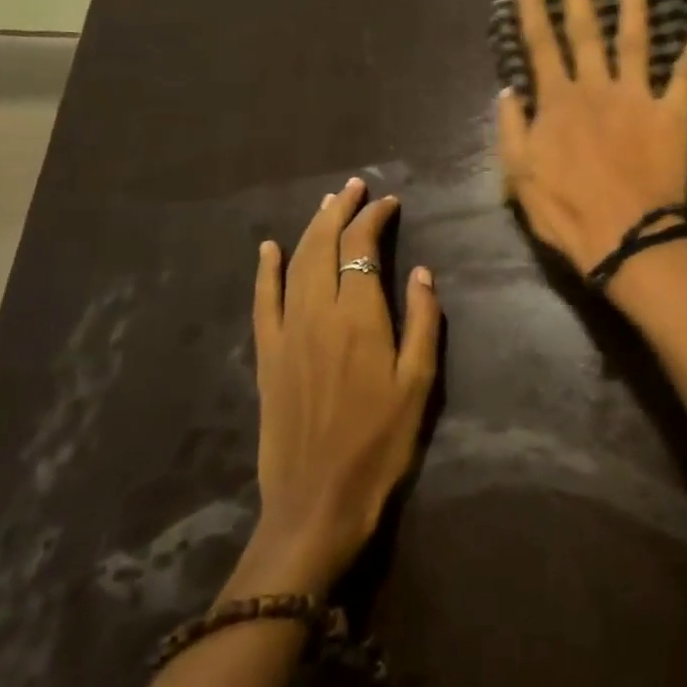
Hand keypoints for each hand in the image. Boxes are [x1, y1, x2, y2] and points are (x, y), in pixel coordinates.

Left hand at [242, 179, 439, 593]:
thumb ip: (424, 322)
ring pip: (294, 264)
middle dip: (339, 211)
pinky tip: (266, 249)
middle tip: (354, 187)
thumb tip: (422, 273)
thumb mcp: (419, 384)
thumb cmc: (380, 443)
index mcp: (359, 316)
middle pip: (324, 245)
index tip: (390, 202)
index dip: (375, 219)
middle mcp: (318, 313)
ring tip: (325, 205)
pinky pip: (262, 301)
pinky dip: (264, 271)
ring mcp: (286, 333)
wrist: (317, 500)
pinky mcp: (267, 356)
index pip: (363, 248)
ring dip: (309, 230)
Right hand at [497, 0, 686, 277]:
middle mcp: (597, 88)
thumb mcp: (520, 176)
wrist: (624, 235)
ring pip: (634, 42)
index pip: (540, 46)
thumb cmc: (567, 212)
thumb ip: (512, 130)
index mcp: (558, 102)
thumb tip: (508, 91)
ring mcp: (637, 97)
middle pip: (585, 32)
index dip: (531, 11)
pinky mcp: (672, 114)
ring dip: (634, 8)